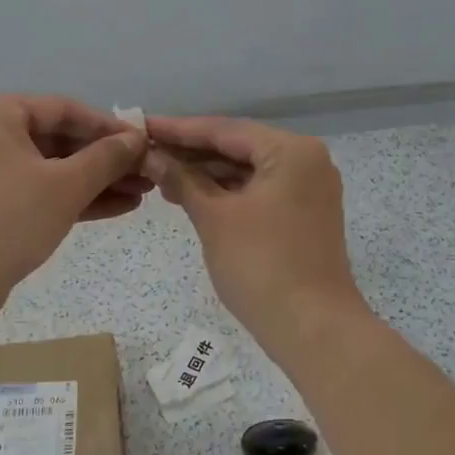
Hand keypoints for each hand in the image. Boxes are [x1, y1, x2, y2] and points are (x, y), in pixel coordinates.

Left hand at [0, 95, 149, 328]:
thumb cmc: (7, 216)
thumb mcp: (65, 184)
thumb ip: (105, 158)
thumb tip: (136, 139)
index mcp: (2, 115)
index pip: (66, 110)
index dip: (109, 126)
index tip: (145, 142)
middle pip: (63, 140)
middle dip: (108, 158)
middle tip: (150, 172)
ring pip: (58, 171)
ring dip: (100, 181)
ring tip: (144, 193)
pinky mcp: (1, 210)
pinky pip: (48, 195)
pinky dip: (81, 200)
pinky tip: (121, 208)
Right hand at [144, 117, 369, 353]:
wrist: (313, 329)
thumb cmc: (261, 265)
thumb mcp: (214, 218)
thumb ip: (181, 180)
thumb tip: (150, 155)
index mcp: (291, 151)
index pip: (225, 130)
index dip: (179, 130)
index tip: (141, 126)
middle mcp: (307, 160)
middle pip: (238, 146)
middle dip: (191, 152)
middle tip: (145, 153)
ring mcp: (309, 189)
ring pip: (248, 170)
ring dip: (207, 174)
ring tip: (161, 177)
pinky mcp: (305, 214)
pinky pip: (260, 190)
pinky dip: (228, 192)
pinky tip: (193, 196)